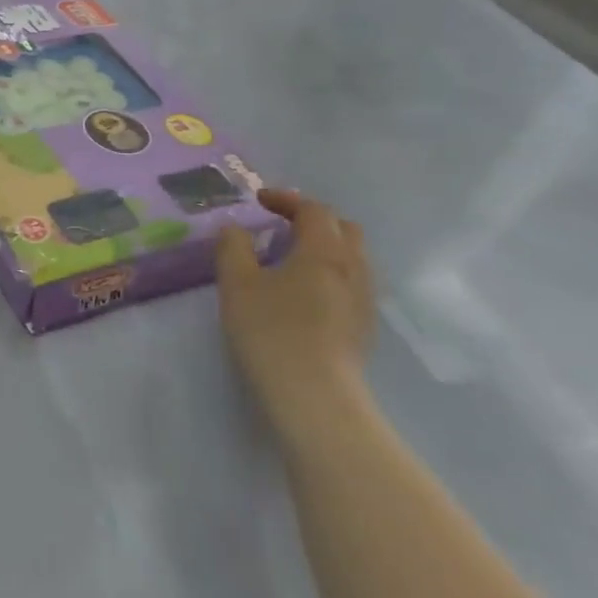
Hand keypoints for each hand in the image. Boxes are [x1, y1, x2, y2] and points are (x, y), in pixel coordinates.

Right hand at [216, 190, 375, 436]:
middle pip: (343, 229)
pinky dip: (330, 273)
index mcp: (323, 251)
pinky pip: (352, 284)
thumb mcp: (236, 283)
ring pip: (352, 258)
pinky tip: (304, 293)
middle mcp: (353, 269)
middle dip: (312, 219)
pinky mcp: (364, 328)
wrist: (315, 398)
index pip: (313, 210)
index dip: (286, 199)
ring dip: (324, 247)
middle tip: (280, 225)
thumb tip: (235, 229)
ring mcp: (364, 301)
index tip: (259, 201)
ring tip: (290, 258)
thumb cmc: (271, 332)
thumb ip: (233, 247)